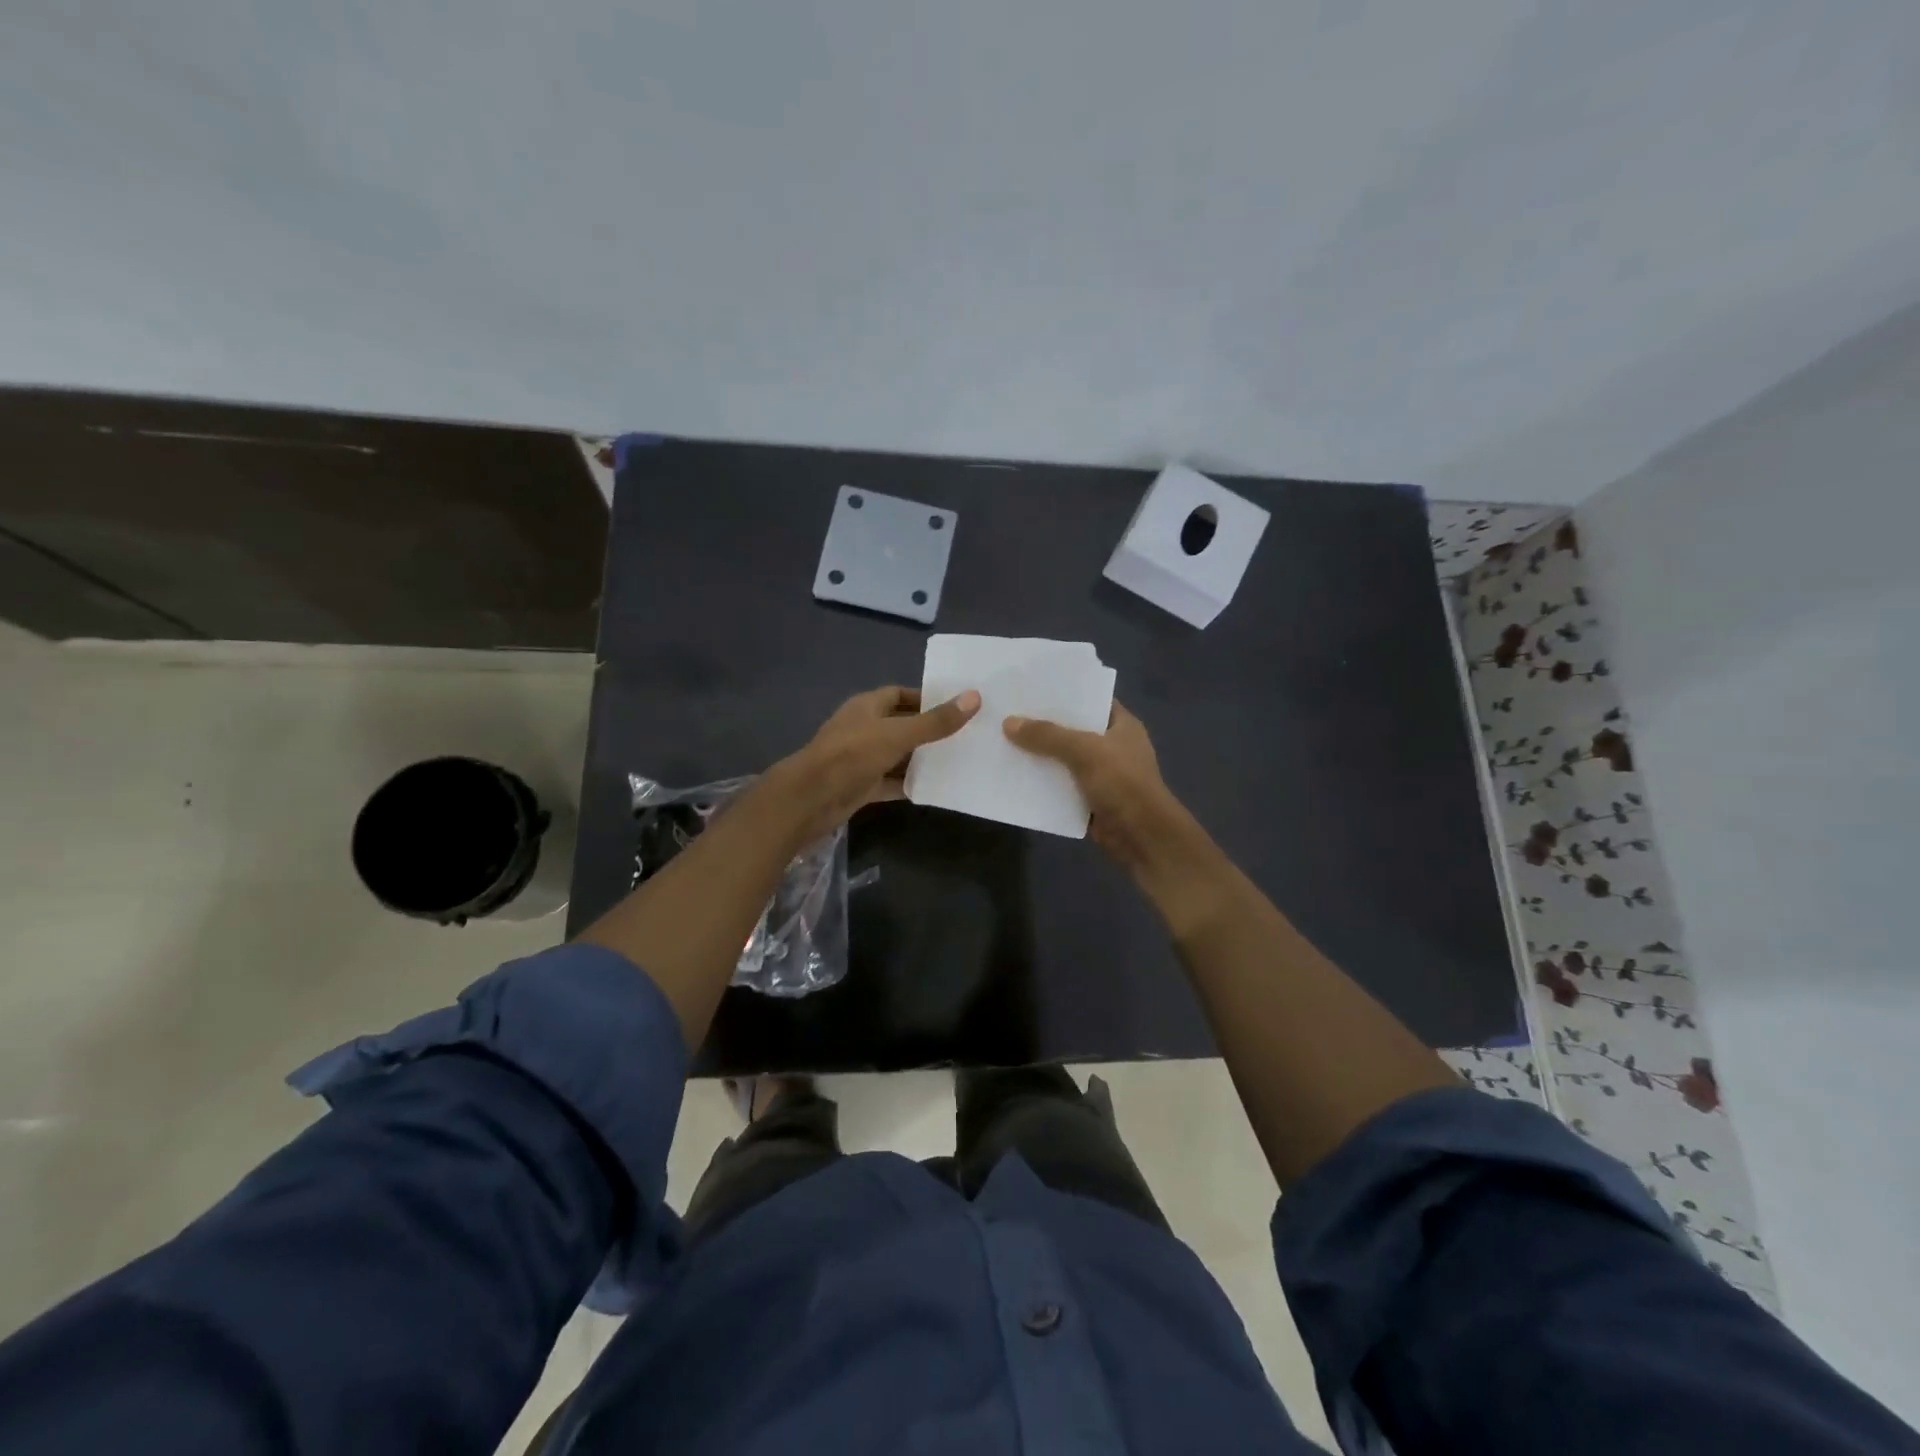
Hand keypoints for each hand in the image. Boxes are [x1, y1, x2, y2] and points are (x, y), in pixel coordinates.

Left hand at [768, 685, 979, 843]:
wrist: (810, 799)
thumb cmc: (852, 755)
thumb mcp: (898, 734)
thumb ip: (936, 721)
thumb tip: (974, 697)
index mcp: (866, 707)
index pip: (899, 694)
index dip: (925, 698)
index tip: (955, 707)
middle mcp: (863, 729)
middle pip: (900, 725)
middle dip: (928, 730)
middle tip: (964, 736)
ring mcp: (860, 759)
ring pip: (896, 755)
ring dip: (920, 759)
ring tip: (956, 761)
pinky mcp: (860, 786)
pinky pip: (890, 782)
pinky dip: (908, 784)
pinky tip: (934, 788)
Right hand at [1002, 703, 1194, 876]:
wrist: (1142, 837)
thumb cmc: (1122, 783)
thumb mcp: (1085, 751)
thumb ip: (1047, 736)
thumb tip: (1008, 722)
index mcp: (1121, 725)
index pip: (1090, 699)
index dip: (1063, 692)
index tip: (1031, 686)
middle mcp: (1112, 746)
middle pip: (1072, 729)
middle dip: (1043, 724)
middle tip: (1008, 712)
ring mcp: (1101, 774)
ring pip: (1063, 759)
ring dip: (1039, 755)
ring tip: (1003, 740)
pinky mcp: (1089, 799)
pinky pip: (1060, 786)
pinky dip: (1042, 783)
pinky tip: (1014, 774)